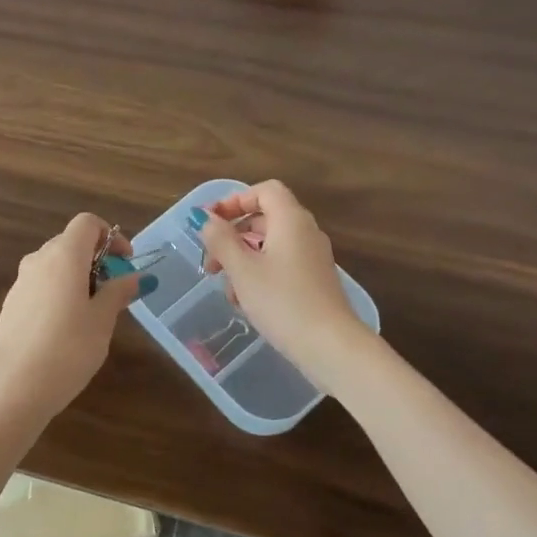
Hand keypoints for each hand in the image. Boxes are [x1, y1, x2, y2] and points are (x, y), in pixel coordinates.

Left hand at [0, 213, 153, 426]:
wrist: (12, 387)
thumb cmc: (67, 349)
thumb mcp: (102, 321)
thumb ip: (117, 293)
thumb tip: (133, 277)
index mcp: (63, 256)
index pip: (87, 223)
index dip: (111, 237)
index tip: (125, 263)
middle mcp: (38, 260)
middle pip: (70, 243)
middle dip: (96, 260)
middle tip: (115, 292)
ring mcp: (20, 283)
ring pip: (54, 267)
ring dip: (78, 278)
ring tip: (94, 314)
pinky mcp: (11, 306)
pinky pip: (41, 287)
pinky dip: (59, 294)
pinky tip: (67, 330)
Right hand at [192, 180, 370, 388]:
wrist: (330, 345)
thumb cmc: (282, 301)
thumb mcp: (242, 269)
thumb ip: (221, 240)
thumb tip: (206, 219)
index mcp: (290, 220)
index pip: (264, 191)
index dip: (234, 200)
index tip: (210, 222)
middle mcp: (305, 232)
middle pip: (264, 218)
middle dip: (232, 237)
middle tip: (211, 264)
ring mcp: (312, 258)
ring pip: (269, 246)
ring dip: (242, 261)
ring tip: (228, 290)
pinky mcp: (314, 281)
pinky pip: (281, 266)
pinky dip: (259, 275)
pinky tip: (247, 303)